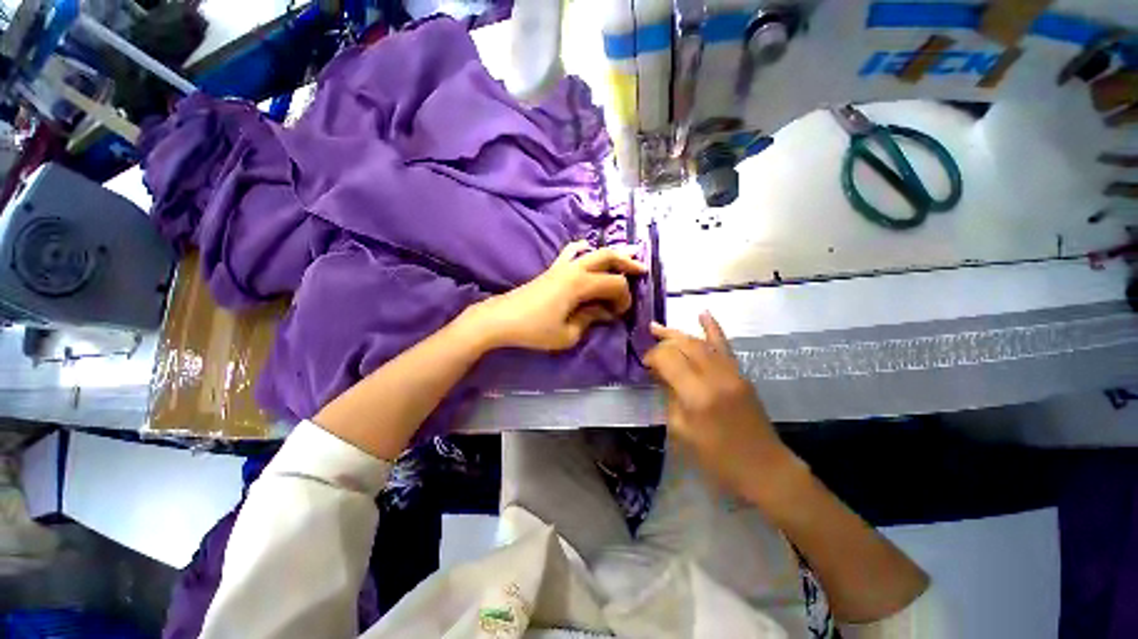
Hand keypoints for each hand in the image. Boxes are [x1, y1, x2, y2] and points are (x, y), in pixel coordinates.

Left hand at [466, 241, 646, 351]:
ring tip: (625, 256)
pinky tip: (588, 251)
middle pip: (608, 256)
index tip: (619, 314)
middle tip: (642, 270)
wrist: (501, 319)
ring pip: (592, 251)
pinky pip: (571, 252)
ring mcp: (562, 266)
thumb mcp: (568, 334)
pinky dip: (584, 249)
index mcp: (580, 284)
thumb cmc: (534, 330)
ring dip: (611, 253)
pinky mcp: (552, 269)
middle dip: (628, 263)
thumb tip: (604, 312)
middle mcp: (574, 269)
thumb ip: (590, 319)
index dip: (624, 298)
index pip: (615, 284)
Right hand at [645, 312, 804, 502]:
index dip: (652, 356)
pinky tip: (703, 313)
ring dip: (677, 333)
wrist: (764, 467)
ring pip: (699, 342)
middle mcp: (714, 376)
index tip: (644, 364)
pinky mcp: (741, 373)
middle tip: (649, 350)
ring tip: (657, 327)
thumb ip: (669, 397)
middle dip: (661, 343)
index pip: (668, 359)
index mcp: (696, 395)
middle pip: (683, 345)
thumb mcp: (682, 432)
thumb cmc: (718, 458)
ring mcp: (731, 372)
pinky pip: (724, 345)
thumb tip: (660, 375)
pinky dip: (712, 327)